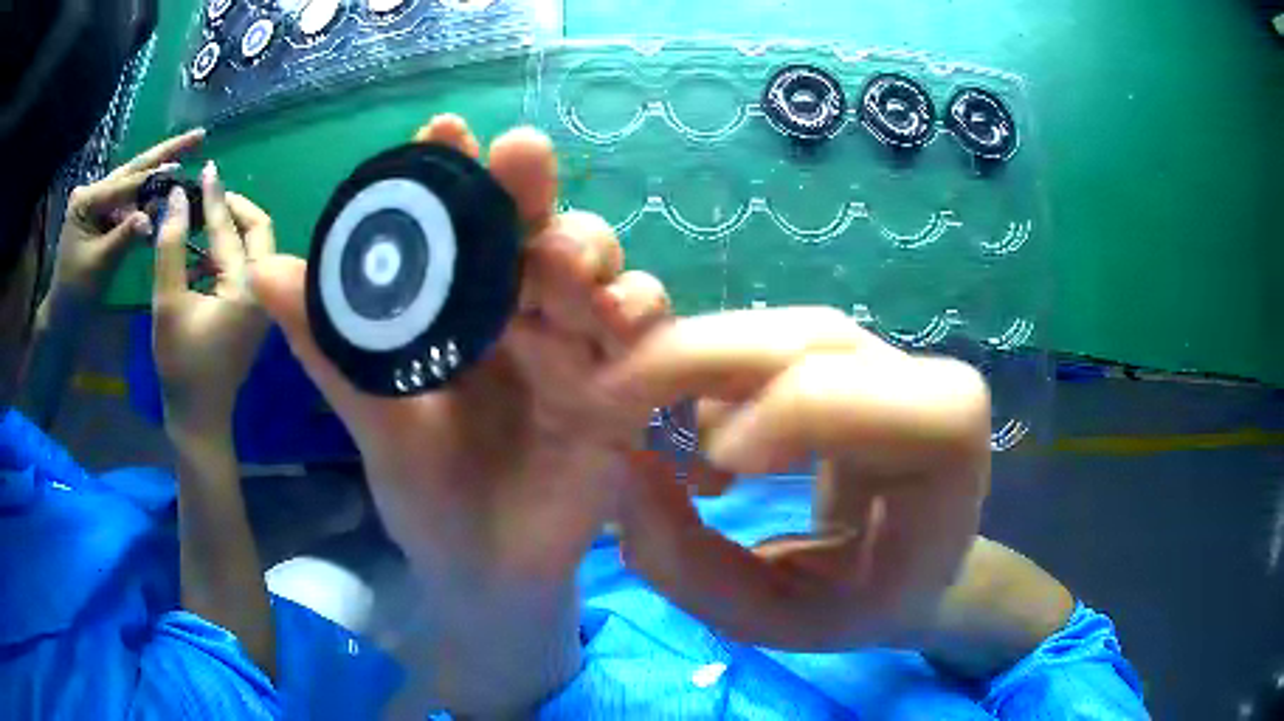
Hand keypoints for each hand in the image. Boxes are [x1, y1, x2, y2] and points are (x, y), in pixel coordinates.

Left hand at [55, 129, 204, 298]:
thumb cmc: (75, 293)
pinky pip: (130, 203)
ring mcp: (99, 202)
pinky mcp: (104, 215)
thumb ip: (124, 237)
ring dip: (160, 173)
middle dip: (165, 154)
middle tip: (198, 135)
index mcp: (86, 200)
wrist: (62, 318)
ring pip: (134, 183)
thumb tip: (151, 218)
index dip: (153, 177)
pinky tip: (168, 192)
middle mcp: (93, 192)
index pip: (124, 185)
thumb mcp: (99, 265)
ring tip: (189, 156)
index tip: (182, 167)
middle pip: (133, 170)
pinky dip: (149, 199)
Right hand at [154, 161, 273, 434]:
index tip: (208, 169)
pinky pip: (244, 270)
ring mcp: (262, 303)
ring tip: (197, 218)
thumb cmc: (180, 365)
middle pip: (258, 231)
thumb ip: (170, 246)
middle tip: (206, 194)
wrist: (198, 417)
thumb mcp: (167, 302)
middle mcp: (264, 290)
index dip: (216, 197)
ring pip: (252, 250)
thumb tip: (176, 197)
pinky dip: (224, 255)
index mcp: (248, 286)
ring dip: (227, 231)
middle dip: (232, 209)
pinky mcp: (253, 313)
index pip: (233, 228)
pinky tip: (198, 255)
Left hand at [252, 115, 665, 584]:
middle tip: (520, 157)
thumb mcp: (371, 418)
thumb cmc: (424, 495)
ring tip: (565, 261)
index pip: (457, 223)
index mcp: (456, 311)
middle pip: (534, 226)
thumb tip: (261, 274)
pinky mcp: (621, 388)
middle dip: (530, 187)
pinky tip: (621, 318)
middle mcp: (518, 312)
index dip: (451, 172)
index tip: (443, 128)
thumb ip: (327, 347)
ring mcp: (575, 346)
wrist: (483, 572)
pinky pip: (648, 335)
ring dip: (590, 246)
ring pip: (598, 266)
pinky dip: (643, 313)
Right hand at [607, 307, 991, 651]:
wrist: (917, 567)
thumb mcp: (776, 620)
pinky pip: (773, 338)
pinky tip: (700, 435)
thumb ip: (691, 568)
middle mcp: (928, 388)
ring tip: (645, 419)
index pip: (877, 402)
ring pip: (783, 328)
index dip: (789, 413)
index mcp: (948, 458)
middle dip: (700, 360)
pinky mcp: (852, 358)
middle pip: (813, 339)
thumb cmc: (865, 604)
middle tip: (611, 402)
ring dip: (698, 362)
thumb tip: (620, 468)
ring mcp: (890, 362)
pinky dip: (715, 371)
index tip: (712, 471)